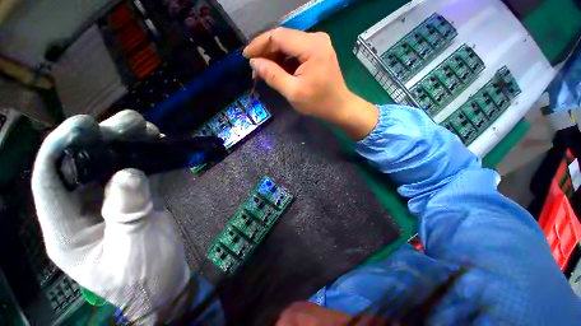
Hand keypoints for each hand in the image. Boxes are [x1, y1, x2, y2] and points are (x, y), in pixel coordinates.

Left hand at [31, 110, 189, 322]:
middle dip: (103, 138)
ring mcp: (109, 203)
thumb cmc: (144, 278)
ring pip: (111, 164)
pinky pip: (136, 172)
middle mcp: (81, 210)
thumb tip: (129, 174)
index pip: (49, 181)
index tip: (84, 123)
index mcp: (66, 229)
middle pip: (82, 165)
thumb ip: (128, 213)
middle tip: (132, 123)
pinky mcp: (133, 200)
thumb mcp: (132, 250)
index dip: (60, 147)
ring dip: (129, 144)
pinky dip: (147, 158)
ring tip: (150, 132)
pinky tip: (159, 149)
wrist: (165, 284)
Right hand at [243, 28, 377, 139]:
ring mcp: (318, 43)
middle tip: (254, 68)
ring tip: (263, 72)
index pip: (278, 36)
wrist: (339, 107)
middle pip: (283, 38)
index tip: (246, 57)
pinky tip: (277, 71)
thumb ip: (273, 76)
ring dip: (274, 57)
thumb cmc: (318, 103)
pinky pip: (296, 51)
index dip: (259, 45)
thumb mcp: (293, 92)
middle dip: (266, 52)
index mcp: (311, 46)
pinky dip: (285, 60)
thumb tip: (254, 63)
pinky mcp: (318, 51)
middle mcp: (316, 38)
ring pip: (288, 45)